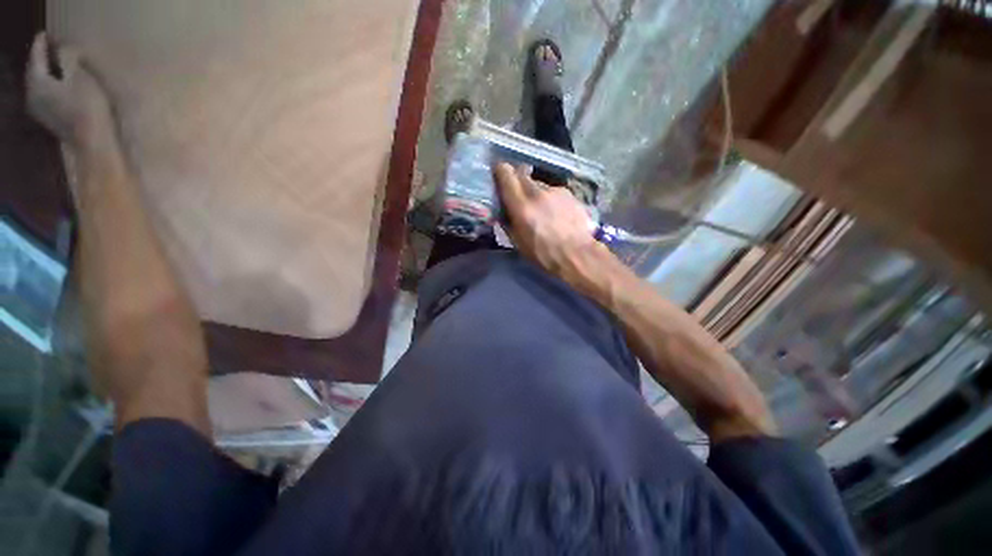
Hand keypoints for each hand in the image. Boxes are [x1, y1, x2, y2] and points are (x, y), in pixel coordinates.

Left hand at [26, 32, 114, 147]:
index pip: (36, 57)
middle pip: (35, 72)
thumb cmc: (87, 107)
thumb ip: (70, 60)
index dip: (41, 44)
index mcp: (37, 81)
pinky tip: (59, 85)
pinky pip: (46, 97)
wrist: (92, 143)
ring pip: (40, 85)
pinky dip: (51, 87)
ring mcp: (40, 110)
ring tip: (55, 66)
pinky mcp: (50, 119)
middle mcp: (32, 95)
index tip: (44, 33)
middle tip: (49, 48)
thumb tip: (65, 48)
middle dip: (41, 60)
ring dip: (47, 75)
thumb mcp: (82, 77)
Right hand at [493, 162, 610, 280]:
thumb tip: (502, 211)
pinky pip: (552, 191)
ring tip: (539, 208)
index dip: (500, 170)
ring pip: (537, 183)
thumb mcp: (518, 243)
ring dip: (533, 191)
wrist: (578, 254)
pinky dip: (548, 198)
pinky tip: (554, 212)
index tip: (497, 173)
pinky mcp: (568, 193)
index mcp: (521, 206)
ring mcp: (555, 191)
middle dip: (516, 180)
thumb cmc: (544, 254)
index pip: (506, 174)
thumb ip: (507, 223)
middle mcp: (537, 192)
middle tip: (517, 194)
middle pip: (521, 174)